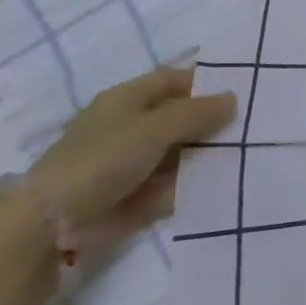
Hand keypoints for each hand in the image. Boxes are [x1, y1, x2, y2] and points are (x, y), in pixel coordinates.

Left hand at [22, 68, 235, 256]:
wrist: (52, 224)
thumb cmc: (102, 159)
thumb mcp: (154, 127)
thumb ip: (195, 113)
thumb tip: (232, 99)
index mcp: (128, 99)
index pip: (173, 80)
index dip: (204, 80)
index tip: (241, 87)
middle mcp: (131, 127)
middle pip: (180, 117)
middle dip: (211, 121)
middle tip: (253, 122)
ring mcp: (133, 163)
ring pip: (180, 152)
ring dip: (206, 154)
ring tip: (247, 153)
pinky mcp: (136, 196)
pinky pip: (173, 185)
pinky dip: (193, 185)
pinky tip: (225, 183)